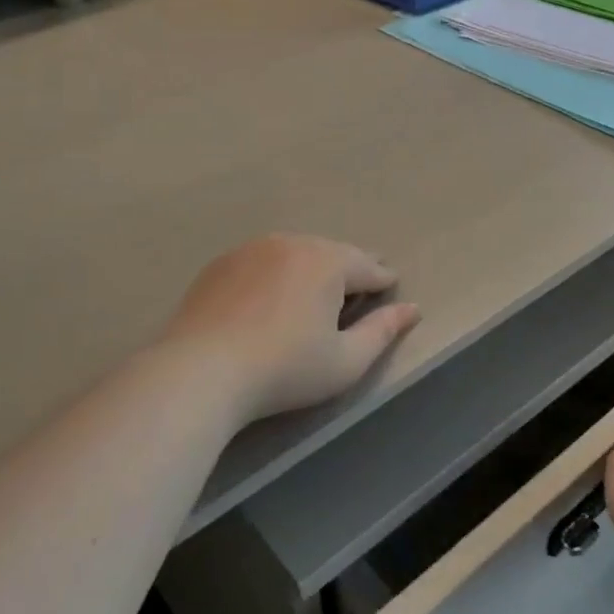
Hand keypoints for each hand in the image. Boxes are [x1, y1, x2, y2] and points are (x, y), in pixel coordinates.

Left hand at [157, 234, 421, 422]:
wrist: (200, 371)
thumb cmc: (285, 369)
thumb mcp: (345, 360)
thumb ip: (383, 331)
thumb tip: (412, 308)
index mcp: (328, 261)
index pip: (368, 267)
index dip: (383, 280)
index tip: (390, 288)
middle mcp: (292, 243)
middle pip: (333, 253)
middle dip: (349, 269)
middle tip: (360, 286)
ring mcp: (252, 249)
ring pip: (296, 252)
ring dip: (312, 268)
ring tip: (317, 290)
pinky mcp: (221, 264)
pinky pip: (263, 261)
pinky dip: (276, 273)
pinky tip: (272, 296)